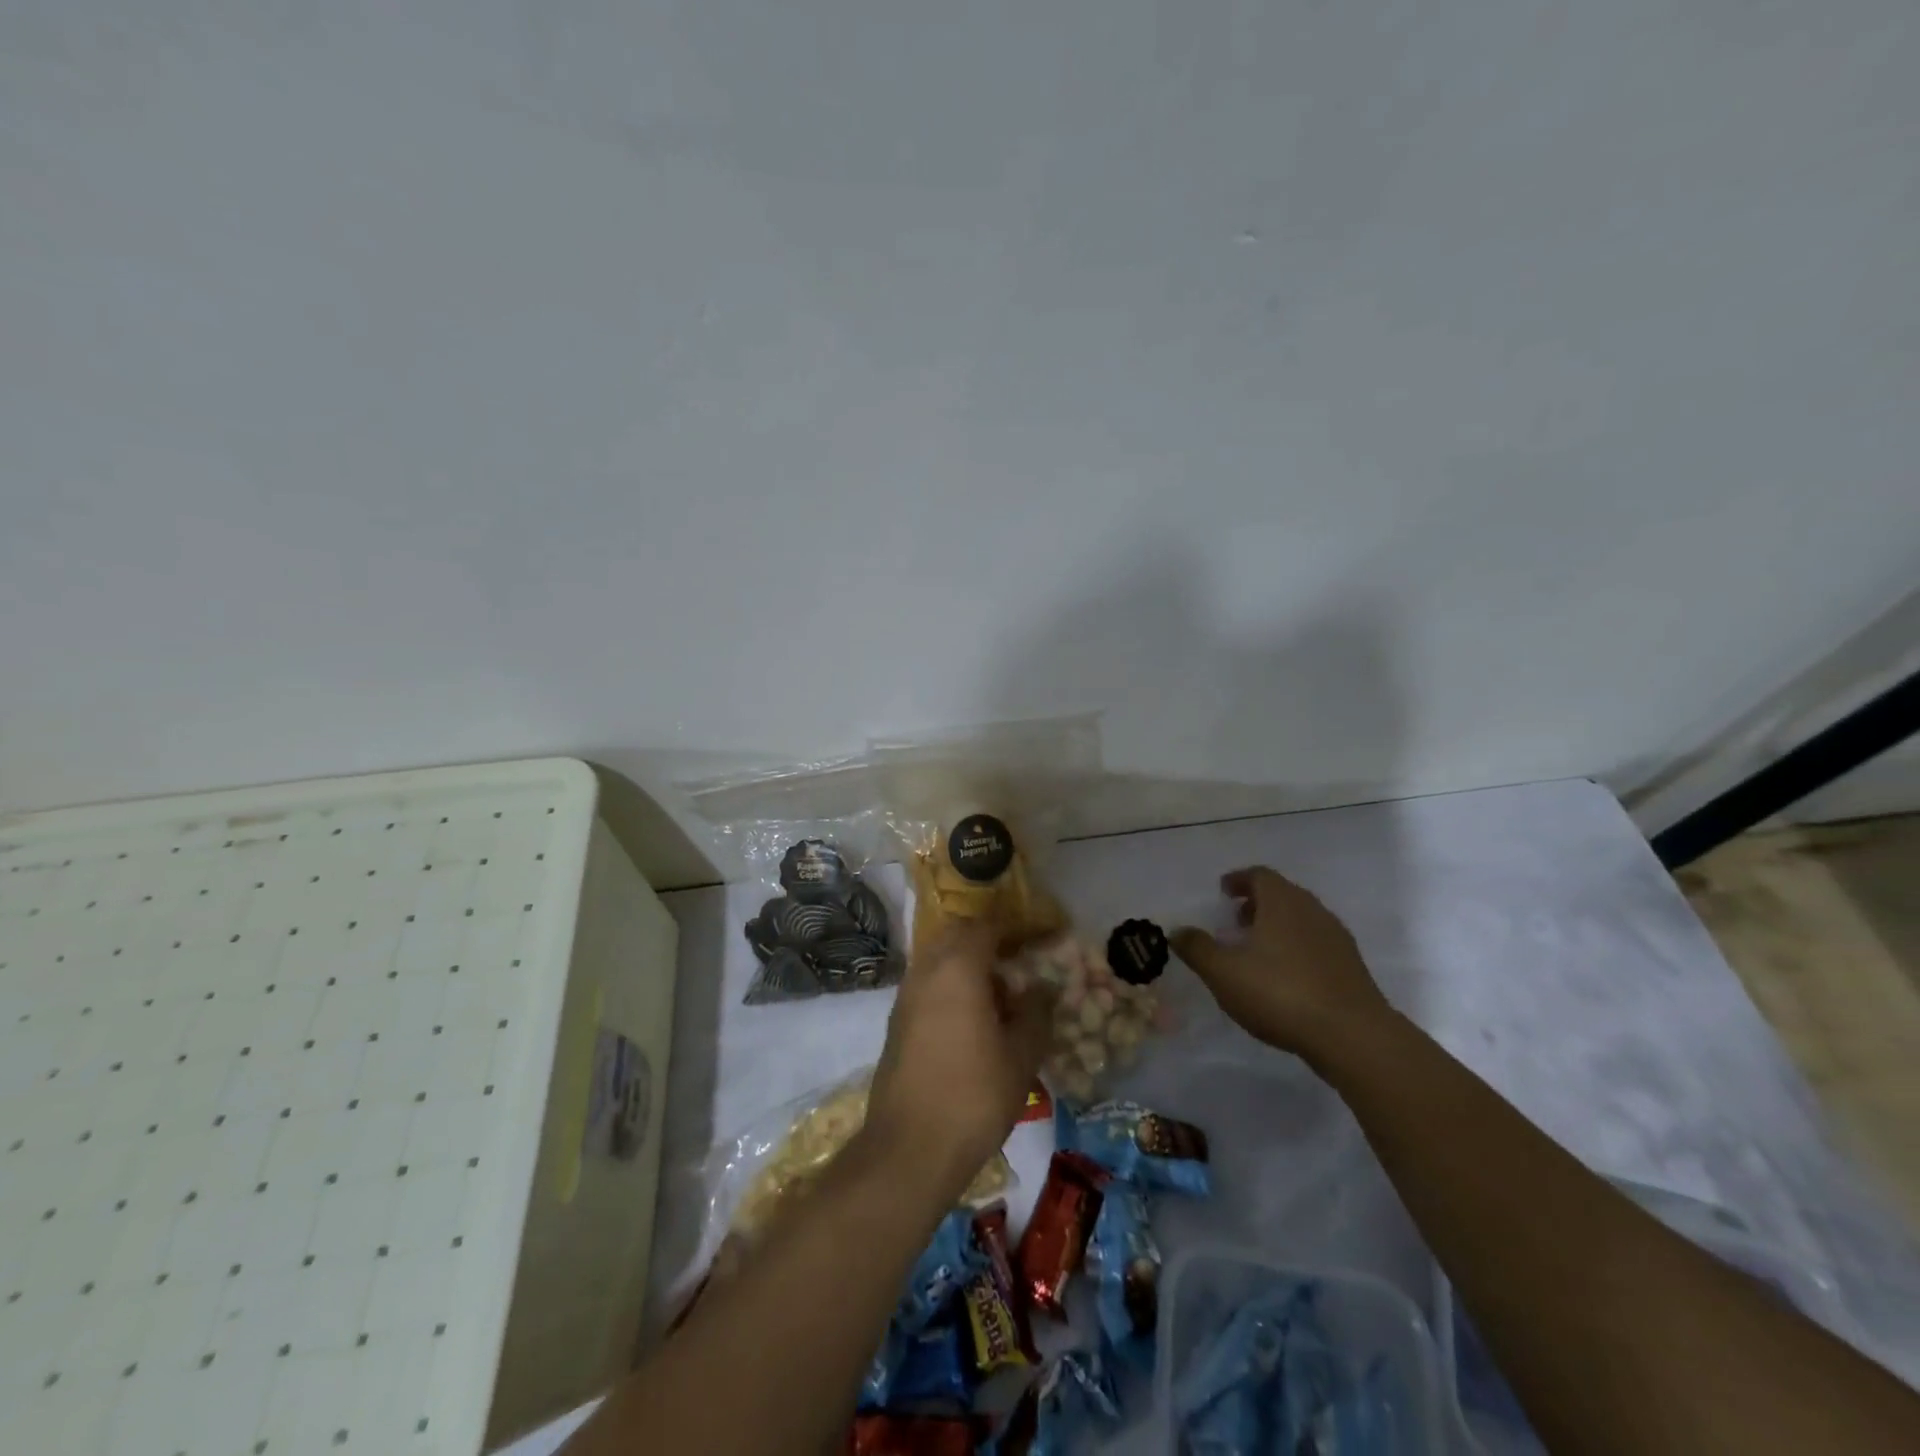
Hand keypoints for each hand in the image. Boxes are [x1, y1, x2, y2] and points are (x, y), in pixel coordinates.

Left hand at [865, 923, 1052, 1196]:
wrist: (908, 1149)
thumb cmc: (974, 1096)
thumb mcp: (1021, 1056)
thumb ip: (1035, 1013)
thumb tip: (1041, 988)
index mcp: (958, 968)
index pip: (986, 926)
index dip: (1014, 928)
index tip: (1038, 939)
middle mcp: (926, 971)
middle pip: (957, 936)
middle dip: (987, 942)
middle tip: (1018, 963)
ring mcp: (906, 996)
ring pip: (939, 960)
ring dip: (967, 965)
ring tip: (998, 996)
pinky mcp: (897, 1022)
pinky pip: (927, 985)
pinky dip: (950, 987)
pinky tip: (971, 1021)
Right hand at [1172, 866, 1392, 1061]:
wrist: (1352, 1035)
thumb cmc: (1280, 992)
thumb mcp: (1223, 972)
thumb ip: (1197, 948)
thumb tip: (1177, 930)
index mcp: (1282, 902)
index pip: (1260, 875)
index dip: (1239, 880)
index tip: (1224, 891)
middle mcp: (1312, 911)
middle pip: (1282, 895)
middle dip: (1257, 904)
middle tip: (1235, 921)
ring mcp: (1336, 938)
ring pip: (1301, 920)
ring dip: (1277, 927)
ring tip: (1256, 951)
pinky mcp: (1351, 967)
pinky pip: (1316, 945)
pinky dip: (1296, 949)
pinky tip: (1284, 977)